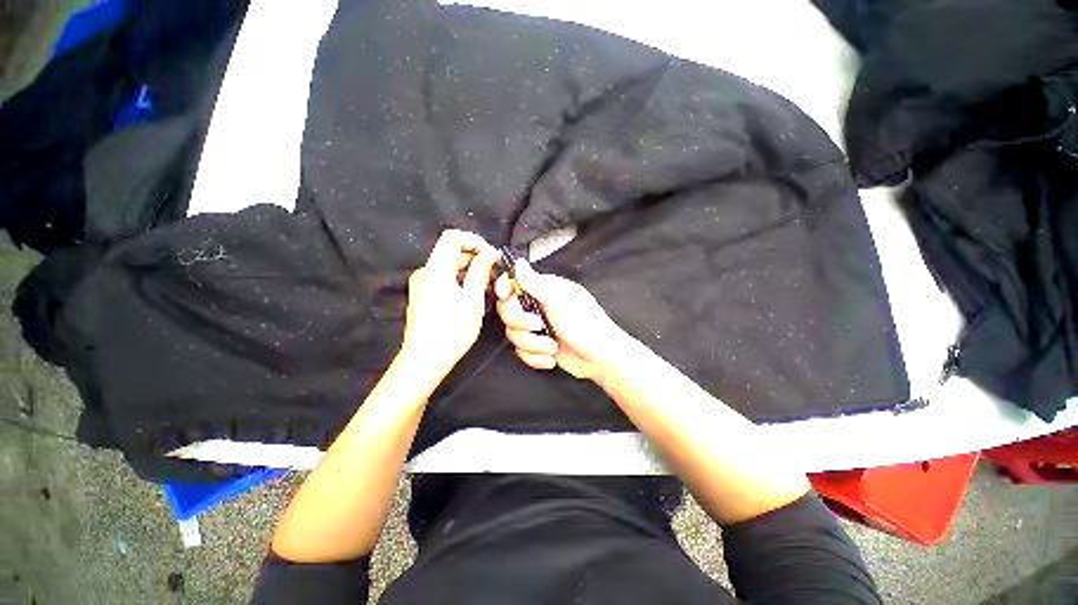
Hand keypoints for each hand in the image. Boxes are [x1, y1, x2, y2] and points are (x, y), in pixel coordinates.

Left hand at [401, 230, 498, 380]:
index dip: (475, 241)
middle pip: (452, 251)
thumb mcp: (472, 299)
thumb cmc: (452, 330)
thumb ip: (481, 271)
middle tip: (495, 274)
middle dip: (476, 258)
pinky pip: (445, 279)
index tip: (492, 255)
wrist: (425, 359)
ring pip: (450, 266)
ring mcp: (423, 284)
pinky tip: (474, 295)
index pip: (452, 237)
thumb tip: (490, 253)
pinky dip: (461, 281)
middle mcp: (426, 272)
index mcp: (436, 269)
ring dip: (471, 271)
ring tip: (488, 287)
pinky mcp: (424, 295)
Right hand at [495, 260, 631, 379]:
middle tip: (539, 326)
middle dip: (521, 323)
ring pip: (514, 334)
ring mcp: (537, 328)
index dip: (505, 289)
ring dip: (532, 345)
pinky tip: (551, 358)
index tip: (504, 296)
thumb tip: (518, 263)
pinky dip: (535, 358)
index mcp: (544, 290)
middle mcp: (537, 307)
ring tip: (552, 347)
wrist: (600, 359)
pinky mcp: (538, 346)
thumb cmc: (585, 325)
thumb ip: (535, 284)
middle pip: (508, 311)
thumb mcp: (559, 301)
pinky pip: (521, 352)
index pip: (514, 284)